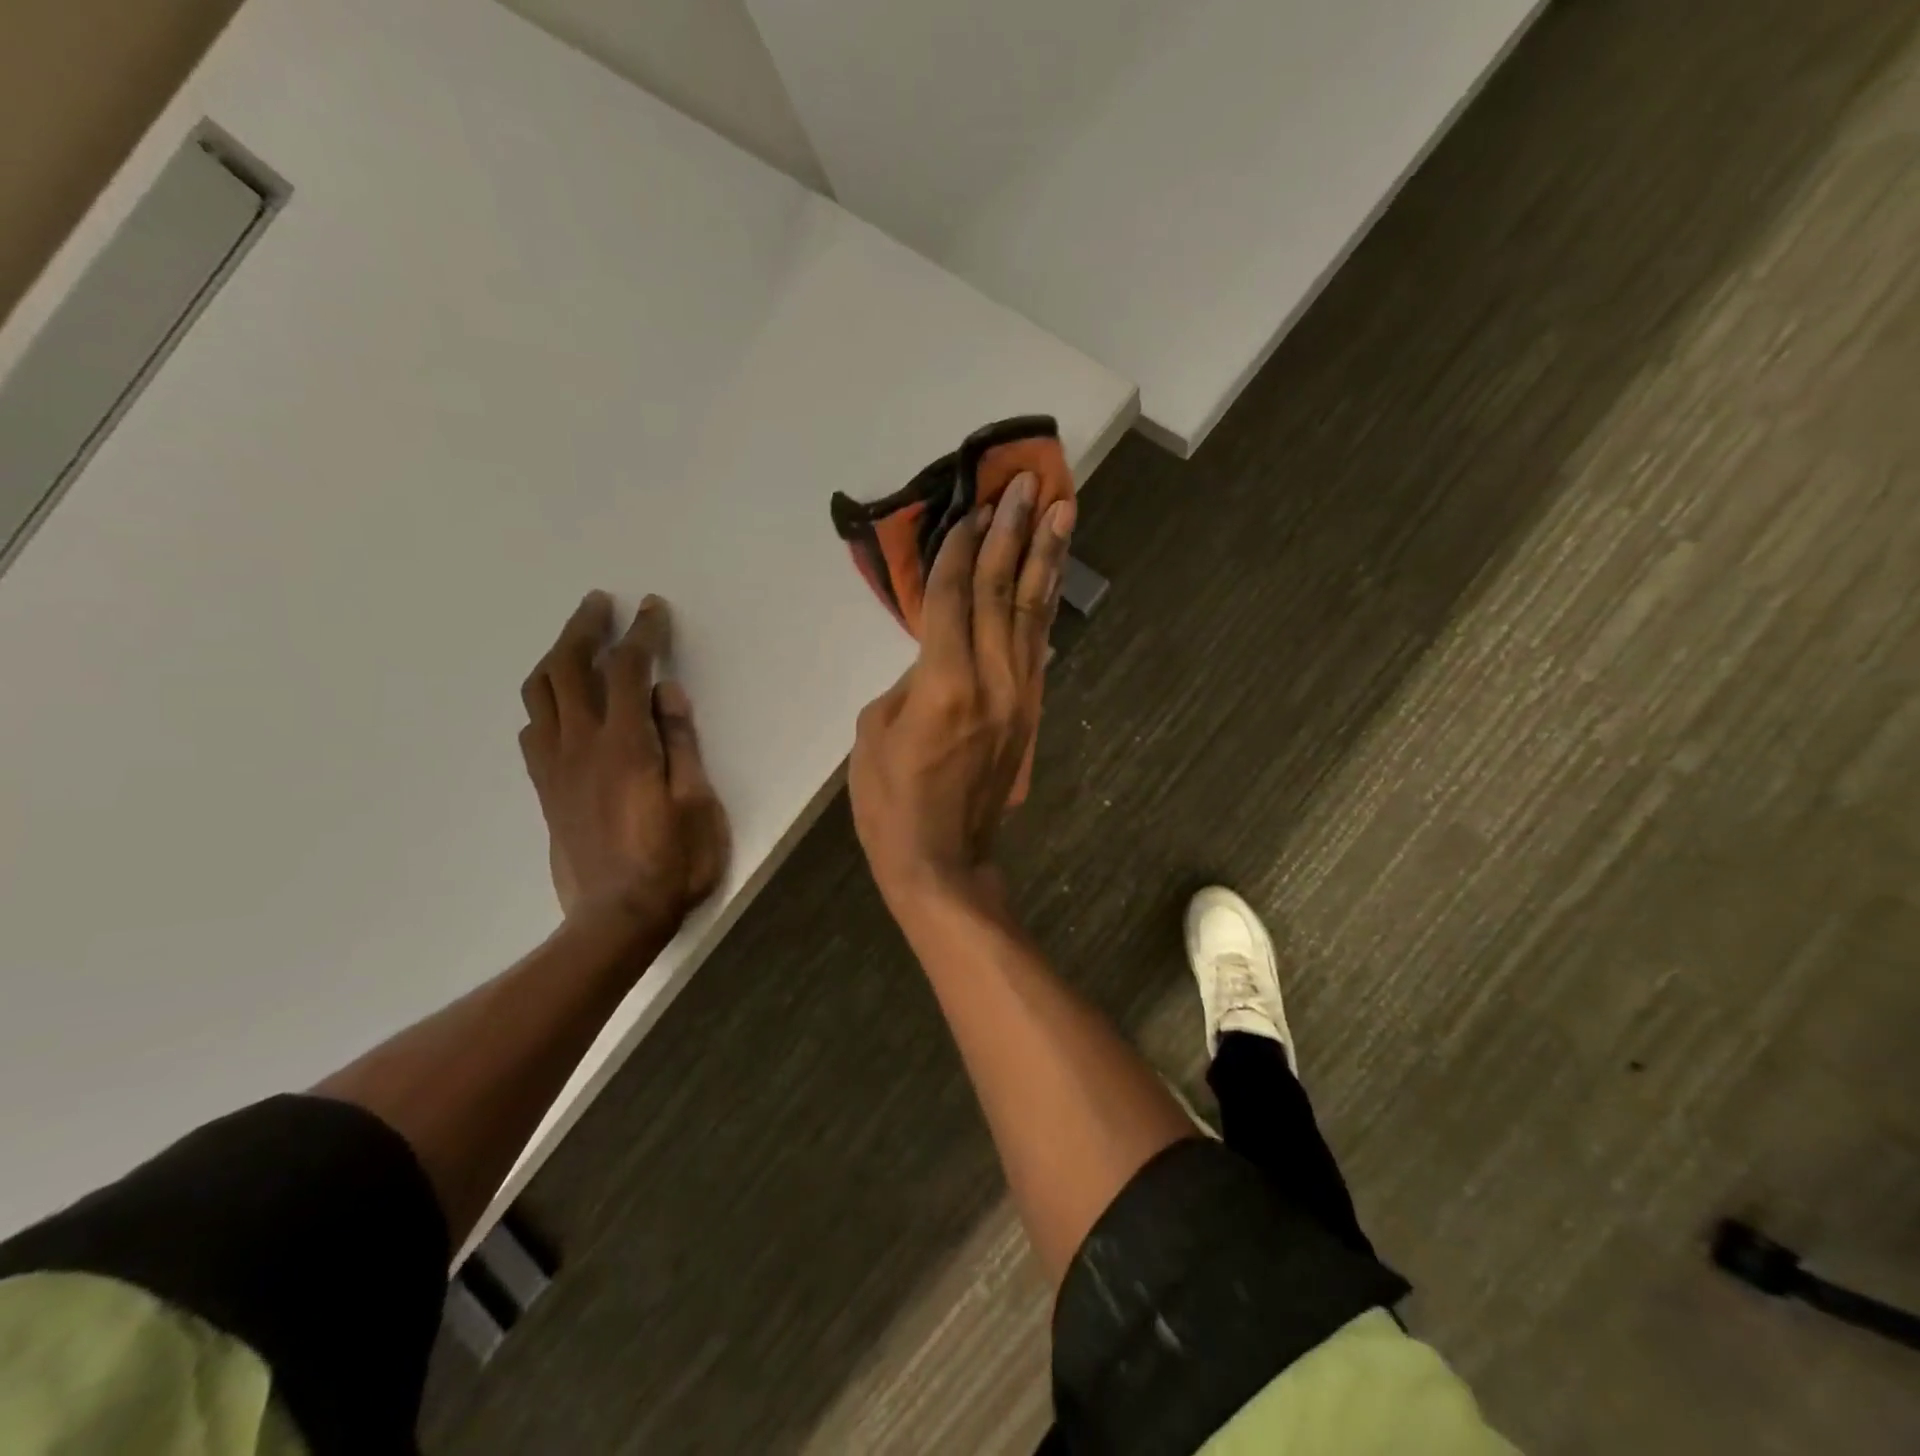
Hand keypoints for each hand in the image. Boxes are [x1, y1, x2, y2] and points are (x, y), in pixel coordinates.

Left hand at [518, 592, 729, 939]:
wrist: (615, 918)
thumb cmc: (673, 862)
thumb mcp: (696, 803)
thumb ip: (681, 743)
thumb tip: (668, 693)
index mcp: (625, 745)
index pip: (629, 670)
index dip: (642, 633)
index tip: (652, 608)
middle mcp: (581, 745)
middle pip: (568, 668)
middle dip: (584, 628)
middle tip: (599, 603)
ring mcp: (556, 767)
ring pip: (539, 695)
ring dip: (554, 657)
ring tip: (575, 642)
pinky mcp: (545, 790)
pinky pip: (532, 730)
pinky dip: (543, 702)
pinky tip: (559, 704)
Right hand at [849, 473, 1073, 911]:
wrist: (943, 861)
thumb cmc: (891, 802)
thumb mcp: (874, 732)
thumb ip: (909, 680)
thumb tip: (936, 654)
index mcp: (943, 682)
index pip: (956, 596)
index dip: (964, 546)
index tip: (976, 504)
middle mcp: (991, 679)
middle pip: (1003, 592)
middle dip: (1015, 533)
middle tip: (1030, 484)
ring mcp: (1019, 697)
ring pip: (1033, 615)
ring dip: (1046, 560)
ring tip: (1062, 512)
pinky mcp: (1030, 714)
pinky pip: (1039, 650)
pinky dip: (1045, 610)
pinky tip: (1051, 581)